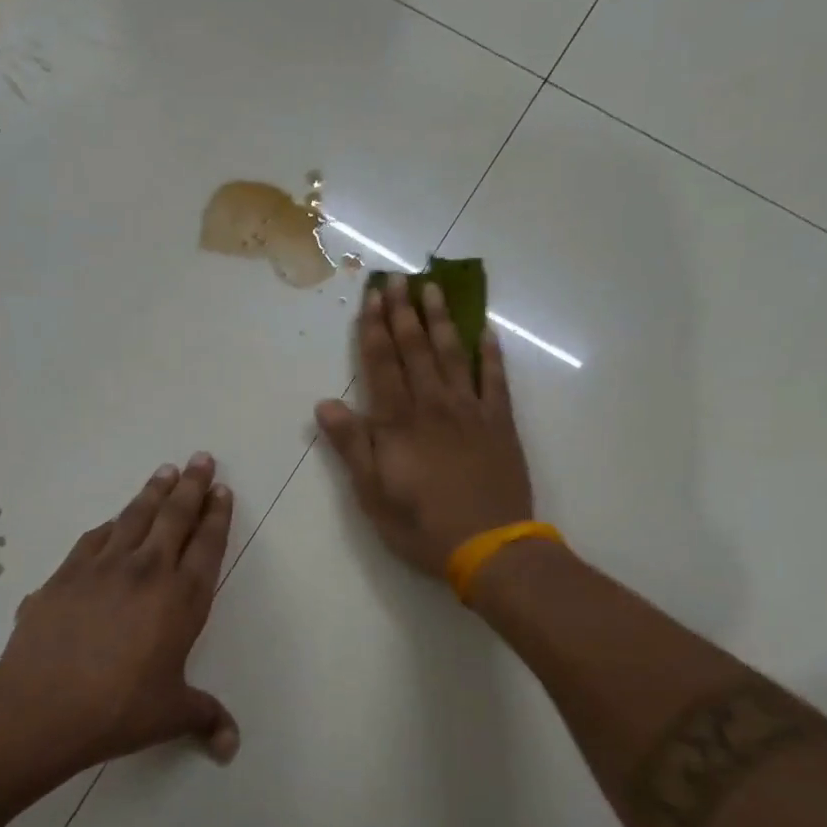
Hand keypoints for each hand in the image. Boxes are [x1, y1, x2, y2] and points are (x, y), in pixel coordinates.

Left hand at [0, 454, 240, 769]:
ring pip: (134, 517)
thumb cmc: (119, 708)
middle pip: (175, 517)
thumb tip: (232, 747)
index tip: (222, 489)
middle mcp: (147, 571)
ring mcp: (103, 568)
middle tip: (201, 458)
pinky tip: (111, 520)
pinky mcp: (66, 574)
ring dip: (153, 492)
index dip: (217, 516)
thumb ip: (205, 718)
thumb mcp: (171, 714)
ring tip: (165, 471)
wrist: (42, 705)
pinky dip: (109, 525)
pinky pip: (93, 538)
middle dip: (192, 486)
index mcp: (182, 599)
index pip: (207, 546)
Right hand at [315, 276, 533, 577]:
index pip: (382, 365)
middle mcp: (433, 406)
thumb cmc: (422, 526)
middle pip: (416, 350)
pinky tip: (485, 331)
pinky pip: (495, 380)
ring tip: (433, 289)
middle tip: (399, 279)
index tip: (372, 297)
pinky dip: (490, 354)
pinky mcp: (500, 424)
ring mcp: (471, 411)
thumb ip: (352, 446)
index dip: (374, 330)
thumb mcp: (373, 494)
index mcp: (399, 423)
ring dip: (441, 320)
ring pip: (453, 355)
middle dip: (404, 313)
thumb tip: (325, 404)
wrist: (490, 547)